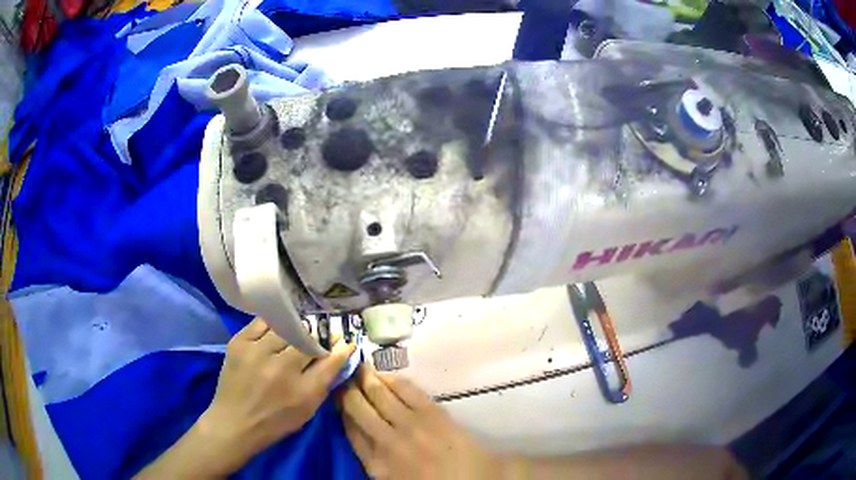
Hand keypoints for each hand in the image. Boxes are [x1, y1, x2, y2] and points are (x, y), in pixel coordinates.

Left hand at [195, 317, 355, 474]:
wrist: (235, 422)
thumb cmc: (276, 420)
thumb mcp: (309, 407)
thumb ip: (326, 379)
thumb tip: (342, 350)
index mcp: (303, 390)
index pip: (330, 359)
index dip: (339, 347)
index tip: (344, 340)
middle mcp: (281, 367)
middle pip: (307, 339)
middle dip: (316, 337)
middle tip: (316, 339)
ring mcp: (257, 352)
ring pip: (285, 327)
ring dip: (294, 330)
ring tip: (294, 335)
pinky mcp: (239, 343)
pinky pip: (262, 322)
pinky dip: (272, 325)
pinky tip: (274, 331)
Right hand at [339, 365, 501, 478]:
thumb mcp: (391, 478)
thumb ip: (371, 457)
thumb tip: (356, 429)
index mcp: (375, 463)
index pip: (348, 429)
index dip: (339, 409)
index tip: (334, 396)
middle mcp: (386, 440)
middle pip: (357, 407)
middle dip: (346, 389)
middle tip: (341, 373)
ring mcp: (410, 424)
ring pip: (378, 394)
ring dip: (365, 378)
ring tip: (357, 366)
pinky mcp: (432, 412)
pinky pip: (405, 389)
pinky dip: (391, 379)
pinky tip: (384, 374)